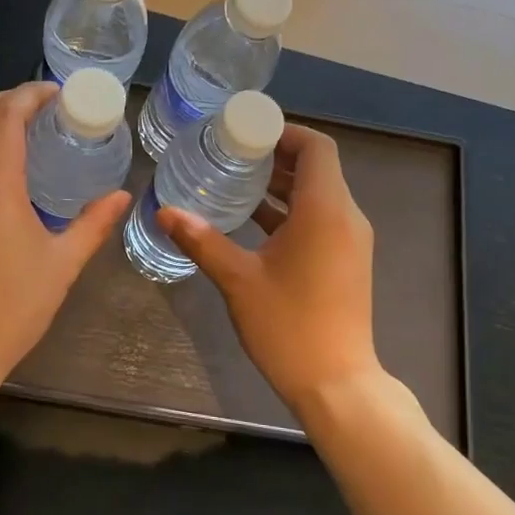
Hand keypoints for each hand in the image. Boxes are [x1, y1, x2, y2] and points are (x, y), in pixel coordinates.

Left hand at [0, 82, 129, 388]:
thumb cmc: (9, 311)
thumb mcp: (60, 266)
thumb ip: (92, 224)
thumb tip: (121, 196)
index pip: (5, 117)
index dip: (30, 95)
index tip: (59, 93)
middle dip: (10, 99)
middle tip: (47, 105)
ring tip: (31, 128)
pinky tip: (7, 163)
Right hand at [157, 125, 379, 411]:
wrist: (336, 383)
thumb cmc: (289, 325)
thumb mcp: (238, 279)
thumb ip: (202, 240)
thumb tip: (164, 211)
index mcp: (325, 210)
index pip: (316, 147)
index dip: (283, 131)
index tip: (245, 133)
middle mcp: (346, 217)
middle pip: (317, 167)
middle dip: (276, 155)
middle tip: (230, 153)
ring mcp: (350, 240)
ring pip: (318, 194)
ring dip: (282, 184)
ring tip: (235, 180)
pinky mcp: (346, 260)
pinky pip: (320, 218)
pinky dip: (291, 210)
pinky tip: (253, 220)